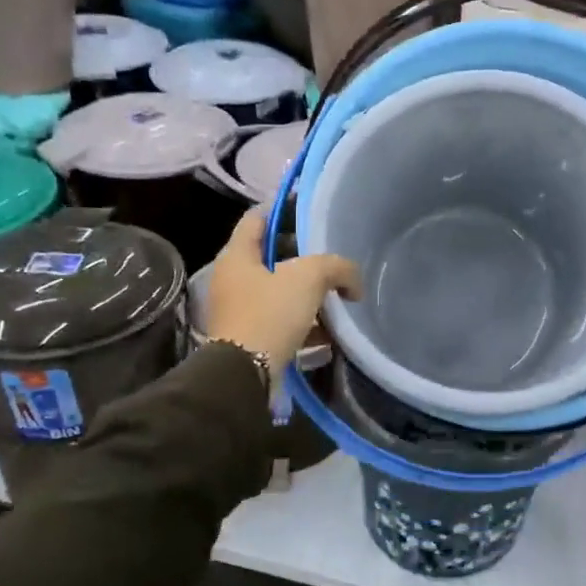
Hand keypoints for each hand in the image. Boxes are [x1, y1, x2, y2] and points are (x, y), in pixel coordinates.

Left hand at [207, 208, 359, 370]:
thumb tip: (353, 283)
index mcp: (237, 256)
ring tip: (337, 296)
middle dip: (303, 258)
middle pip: (271, 257)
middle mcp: (232, 280)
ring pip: (279, 291)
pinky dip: (304, 322)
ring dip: (306, 293)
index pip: (256, 218)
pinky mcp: (250, 338)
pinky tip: (330, 330)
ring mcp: (239, 310)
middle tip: (332, 258)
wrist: (246, 374)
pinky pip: (282, 321)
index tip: (309, 212)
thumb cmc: (270, 314)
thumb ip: (337, 268)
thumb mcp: (309, 277)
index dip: (282, 210)